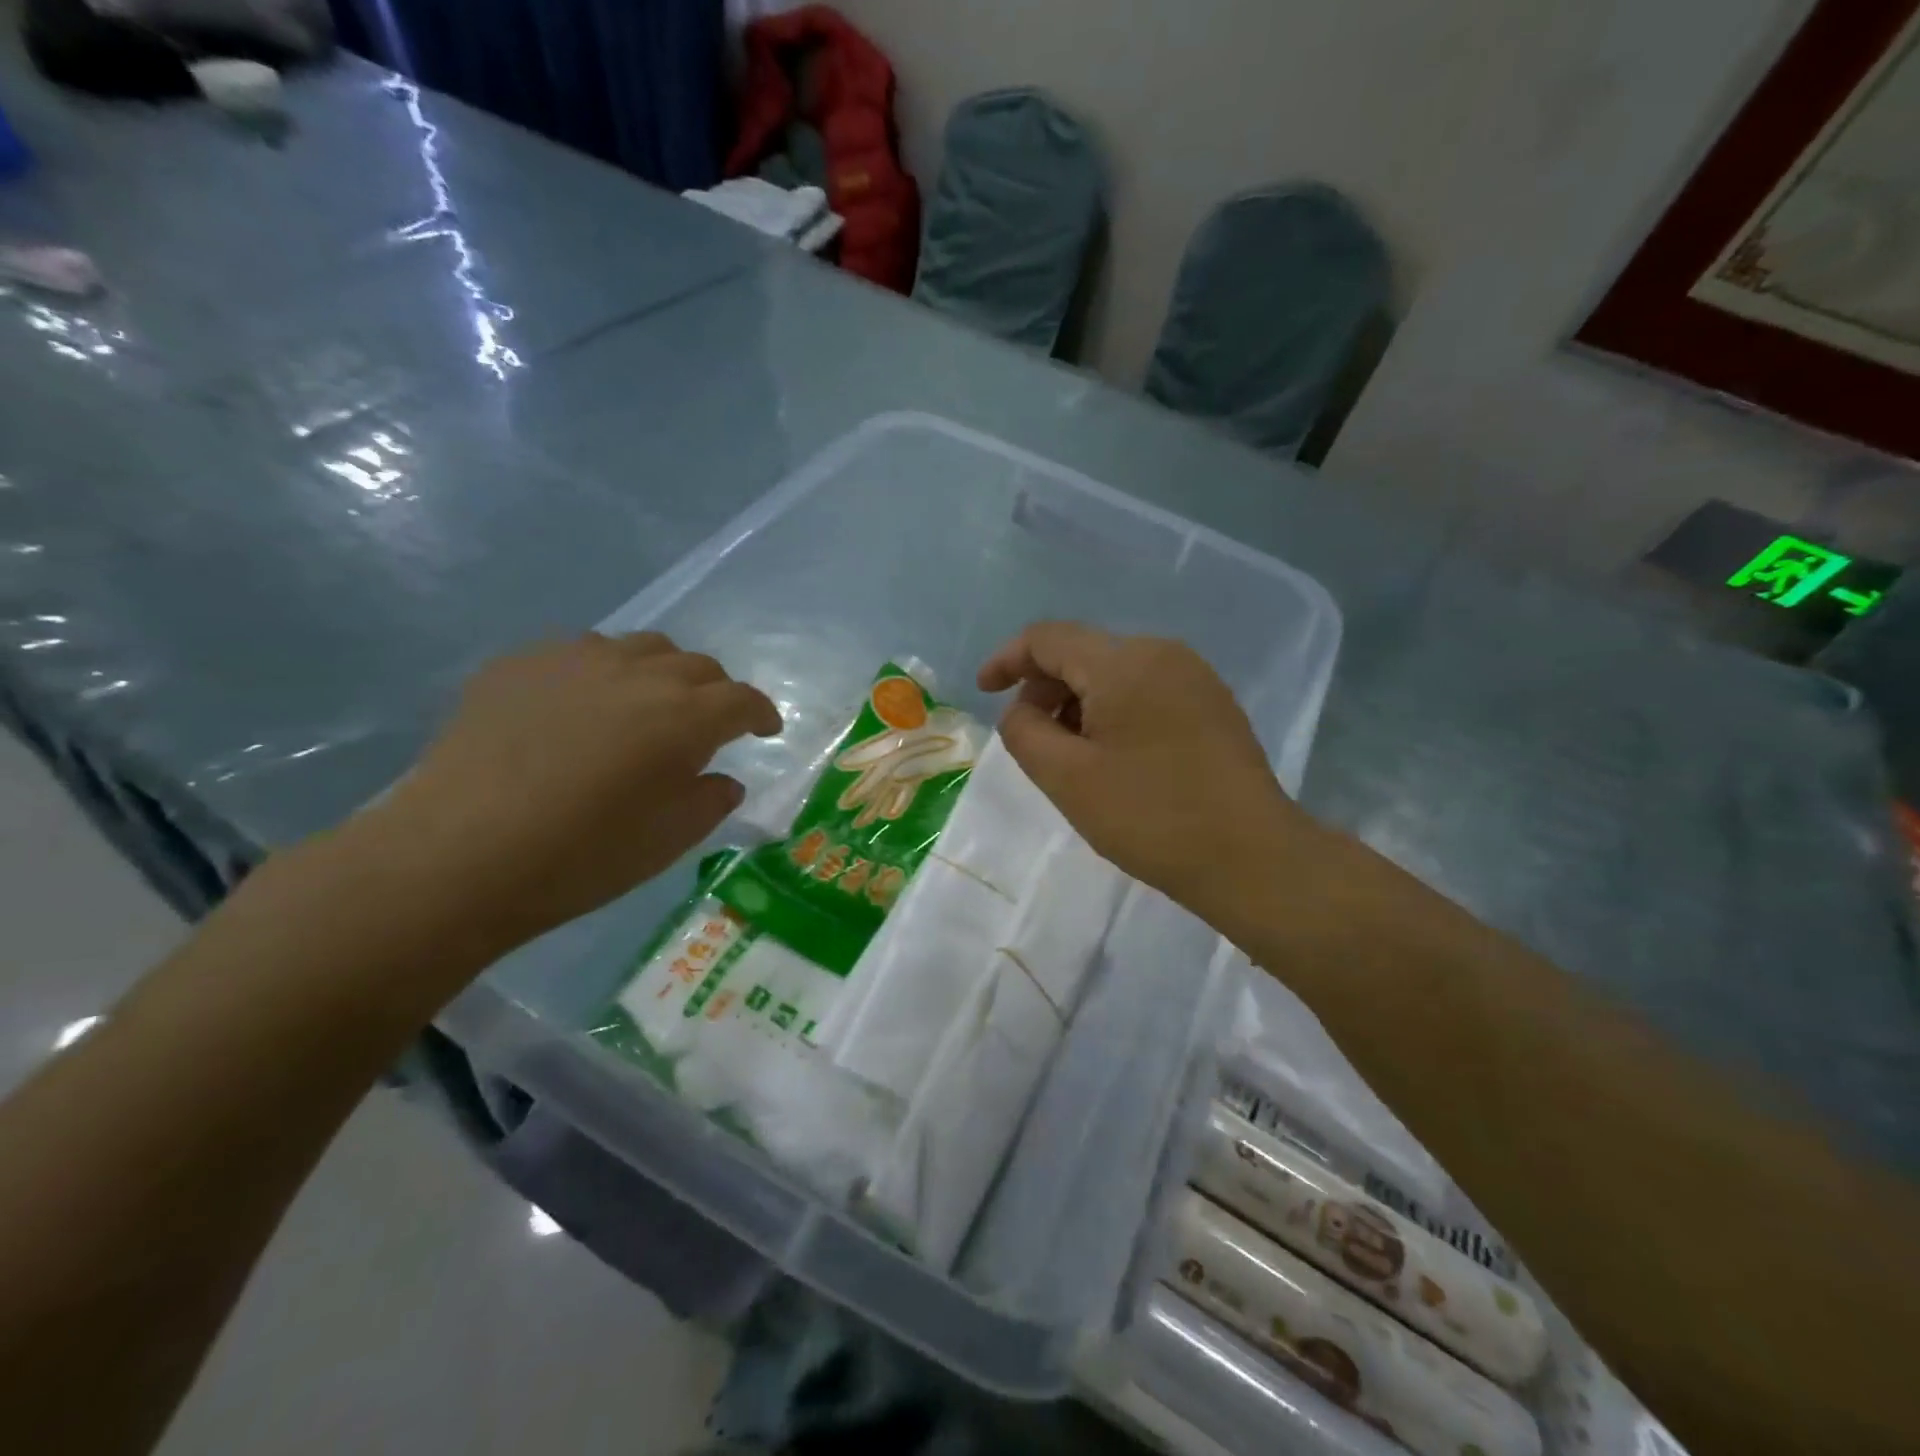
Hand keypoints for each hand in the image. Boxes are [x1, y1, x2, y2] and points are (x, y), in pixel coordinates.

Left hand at [361, 633, 781, 948]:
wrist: (456, 856)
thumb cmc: (581, 858)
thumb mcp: (668, 841)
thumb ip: (710, 800)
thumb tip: (722, 778)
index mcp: (684, 717)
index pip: (742, 699)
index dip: (761, 712)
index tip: (765, 729)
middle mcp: (638, 674)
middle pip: (696, 665)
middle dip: (714, 692)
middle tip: (707, 724)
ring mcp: (574, 660)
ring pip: (640, 648)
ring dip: (660, 674)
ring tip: (646, 706)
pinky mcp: (520, 664)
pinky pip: (579, 653)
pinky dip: (601, 674)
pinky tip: (580, 708)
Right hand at [977, 623, 1317, 925]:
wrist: (1252, 858)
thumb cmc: (1150, 816)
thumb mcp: (1066, 777)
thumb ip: (1024, 731)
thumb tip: (1022, 710)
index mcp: (1123, 662)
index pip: (1047, 638)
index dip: (1007, 660)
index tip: (984, 692)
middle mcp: (1162, 653)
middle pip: (1083, 653)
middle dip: (1045, 689)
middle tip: (1031, 741)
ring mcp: (1195, 677)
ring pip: (1114, 674)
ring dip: (1079, 704)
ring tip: (1072, 758)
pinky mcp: (1213, 705)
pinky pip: (1146, 691)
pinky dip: (1113, 713)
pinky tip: (1113, 758)